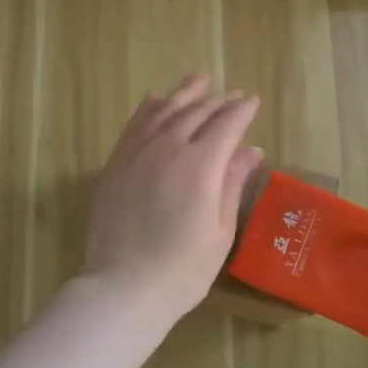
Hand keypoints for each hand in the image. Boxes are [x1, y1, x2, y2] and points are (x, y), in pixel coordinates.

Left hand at [84, 76, 263, 321]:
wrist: (125, 286)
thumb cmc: (183, 268)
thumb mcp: (220, 230)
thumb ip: (233, 183)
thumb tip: (251, 150)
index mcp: (201, 165)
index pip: (226, 125)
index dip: (241, 111)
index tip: (252, 101)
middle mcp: (168, 148)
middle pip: (196, 112)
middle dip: (217, 101)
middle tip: (231, 95)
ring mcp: (137, 153)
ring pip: (163, 110)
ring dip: (184, 94)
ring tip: (199, 81)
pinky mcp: (115, 164)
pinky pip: (134, 124)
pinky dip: (149, 108)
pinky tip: (156, 101)